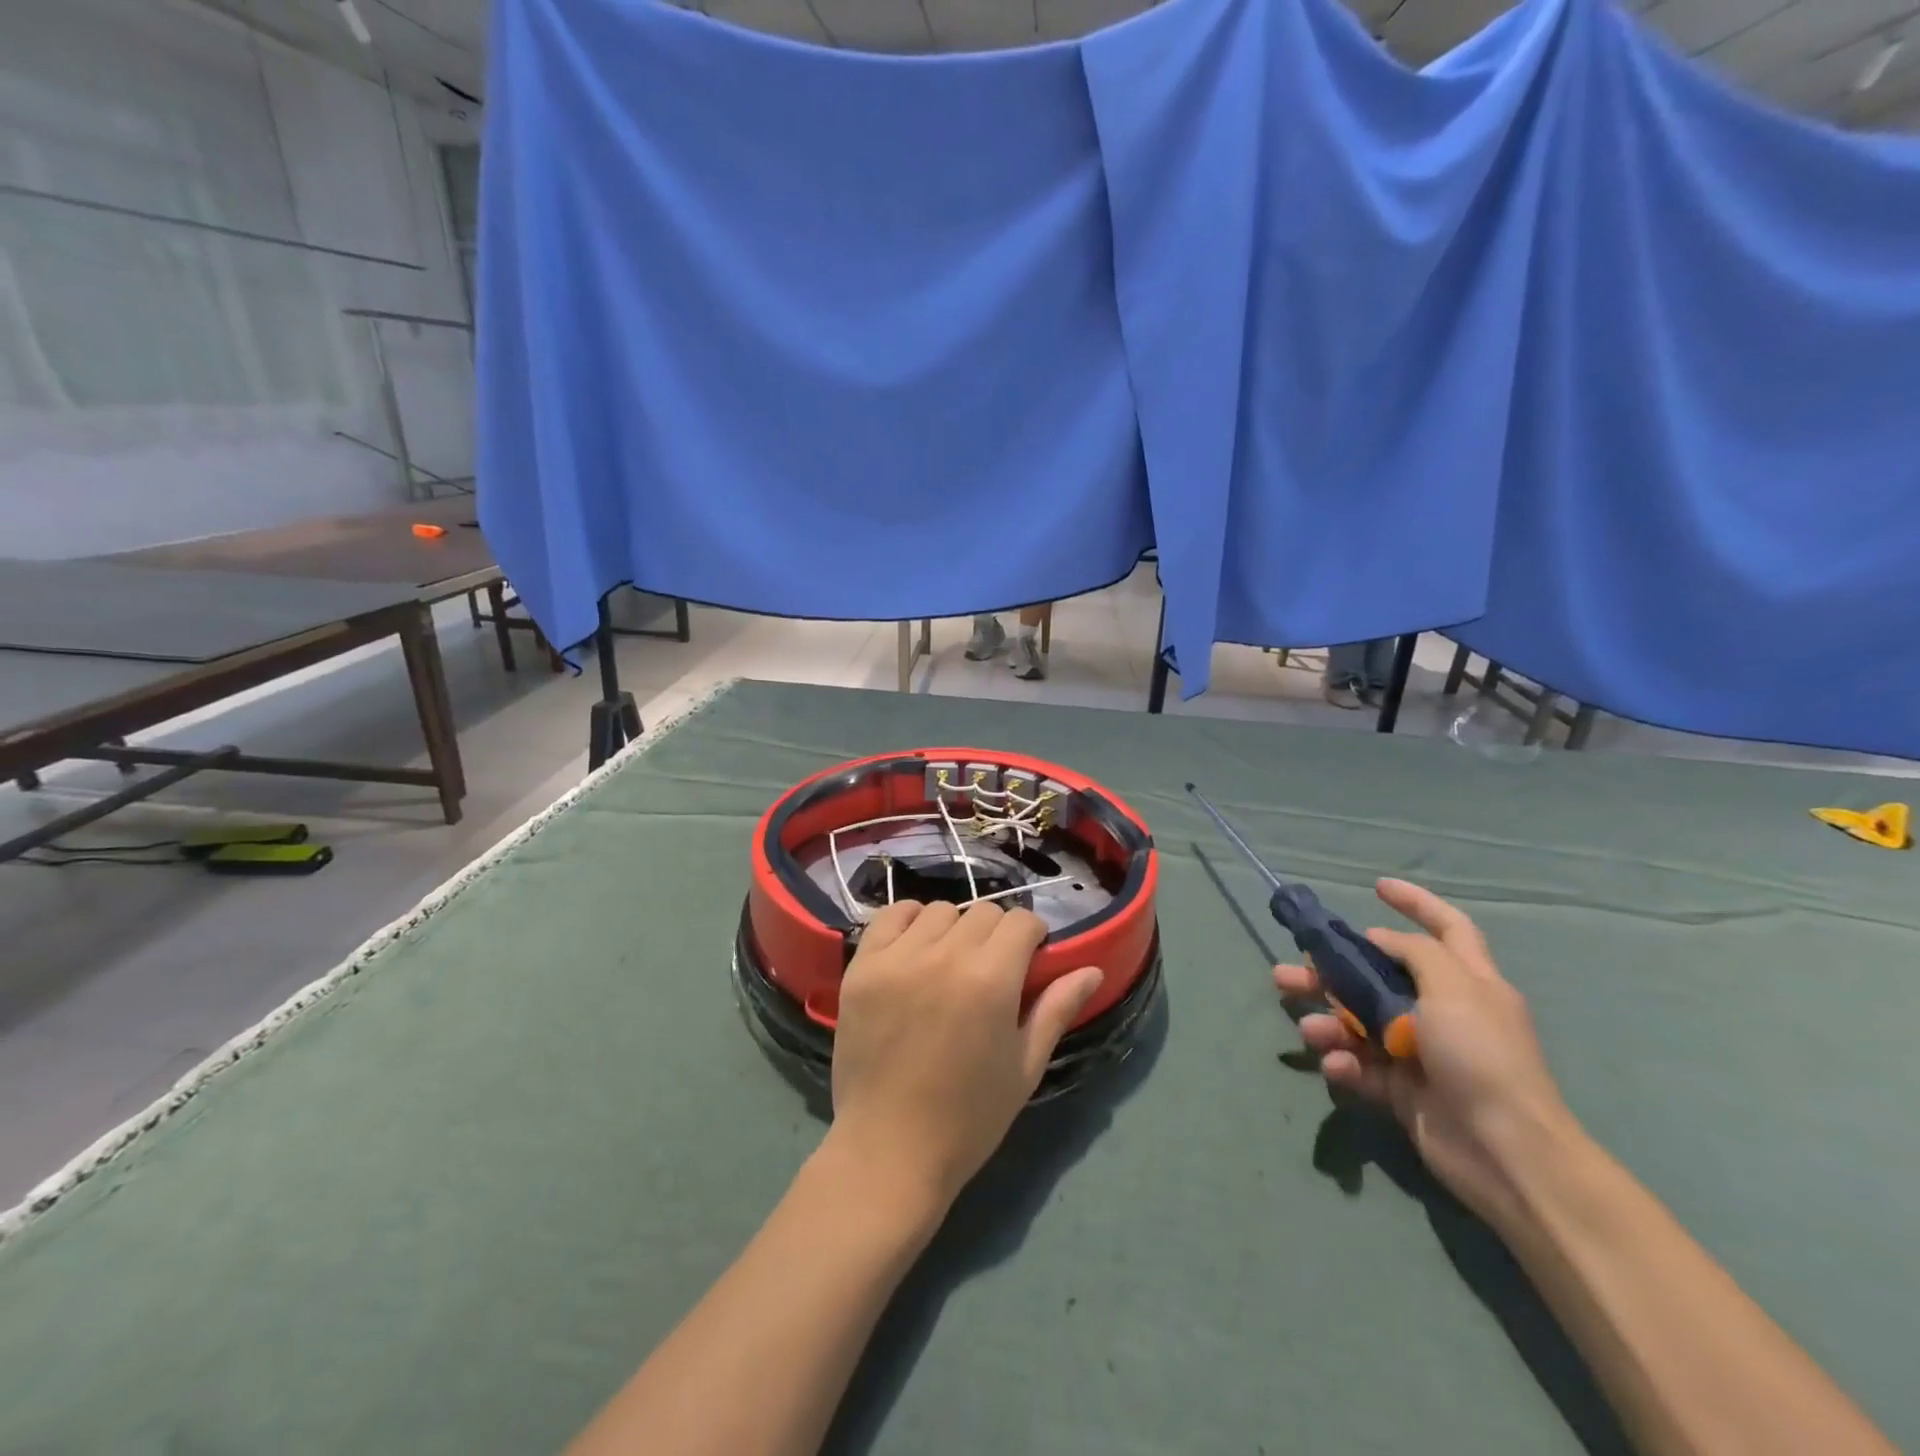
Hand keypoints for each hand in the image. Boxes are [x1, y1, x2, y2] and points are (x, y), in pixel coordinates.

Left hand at [826, 900, 1103, 1214]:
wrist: (889, 1150)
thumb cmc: (969, 1117)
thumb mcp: (1025, 1067)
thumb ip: (1057, 1009)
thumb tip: (1091, 969)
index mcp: (991, 979)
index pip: (1021, 922)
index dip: (1032, 938)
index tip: (1028, 961)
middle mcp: (944, 955)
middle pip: (983, 911)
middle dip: (996, 934)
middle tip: (989, 971)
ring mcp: (897, 958)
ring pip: (938, 910)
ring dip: (953, 930)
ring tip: (948, 965)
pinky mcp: (862, 966)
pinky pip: (889, 916)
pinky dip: (907, 923)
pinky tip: (913, 950)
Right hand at [1275, 878, 1575, 1224]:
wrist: (1504, 1151)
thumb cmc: (1481, 1055)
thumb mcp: (1454, 988)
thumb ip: (1414, 953)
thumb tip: (1379, 938)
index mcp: (1467, 981)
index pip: (1446, 927)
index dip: (1416, 902)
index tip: (1376, 886)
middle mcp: (1442, 1011)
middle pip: (1378, 977)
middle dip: (1332, 972)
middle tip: (1291, 972)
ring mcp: (1420, 1052)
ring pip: (1359, 1022)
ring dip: (1328, 1021)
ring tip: (1305, 1027)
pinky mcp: (1402, 1090)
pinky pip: (1361, 1065)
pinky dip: (1344, 1062)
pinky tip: (1336, 1064)